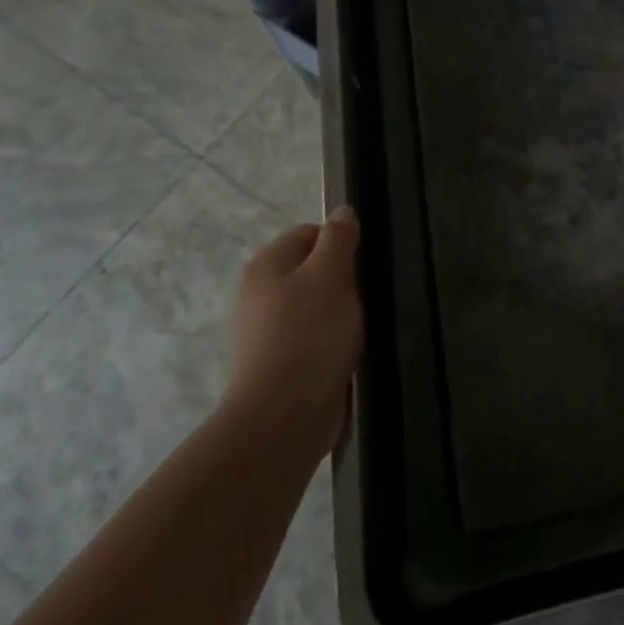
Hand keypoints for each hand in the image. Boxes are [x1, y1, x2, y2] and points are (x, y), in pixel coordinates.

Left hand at [223, 206, 363, 441]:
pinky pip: (312, 336)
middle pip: (311, 268)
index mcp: (266, 264)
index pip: (309, 232)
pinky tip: (347, 350)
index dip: (340, 242)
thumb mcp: (331, 274)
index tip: (364, 263)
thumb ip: (338, 238)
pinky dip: (332, 339)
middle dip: (342, 278)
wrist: (285, 413)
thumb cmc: (309, 333)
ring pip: (314, 304)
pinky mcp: (279, 362)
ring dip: (339, 311)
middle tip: (365, 294)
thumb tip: (343, 211)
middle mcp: (258, 292)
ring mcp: (266, 330)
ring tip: (360, 325)